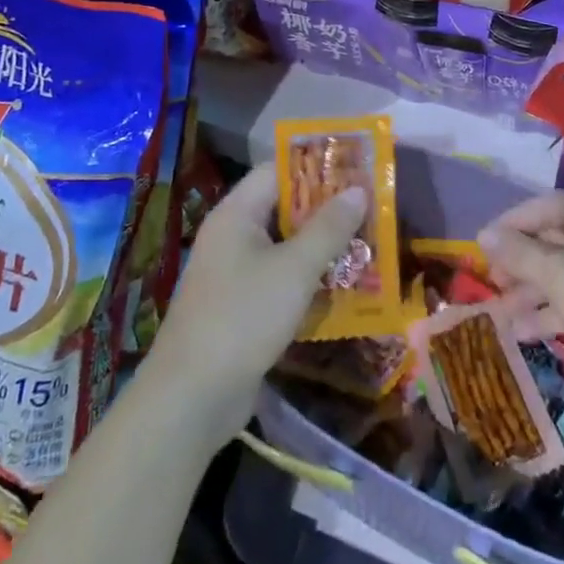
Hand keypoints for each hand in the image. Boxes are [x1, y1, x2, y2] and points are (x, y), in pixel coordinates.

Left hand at [144, 163, 367, 449]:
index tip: (356, 168)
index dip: (315, 166)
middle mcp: (232, 236)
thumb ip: (328, 228)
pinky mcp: (241, 308)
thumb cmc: (243, 317)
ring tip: (368, 245)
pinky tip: (343, 289)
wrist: (192, 397)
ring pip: (285, 247)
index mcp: (236, 214)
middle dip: (326, 209)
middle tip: (371, 208)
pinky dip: (308, 280)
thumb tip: (358, 189)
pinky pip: (280, 280)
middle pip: (283, 208)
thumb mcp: (294, 269)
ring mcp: (234, 274)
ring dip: (322, 247)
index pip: (277, 171)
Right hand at [478, 191, 563, 388]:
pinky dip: (555, 310)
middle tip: (493, 286)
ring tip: (503, 318)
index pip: (542, 206)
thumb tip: (483, 234)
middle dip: (519, 264)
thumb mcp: (559, 276)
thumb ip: (518, 253)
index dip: (508, 225)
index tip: (481, 249)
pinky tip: (528, 334)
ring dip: (532, 292)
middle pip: (552, 239)